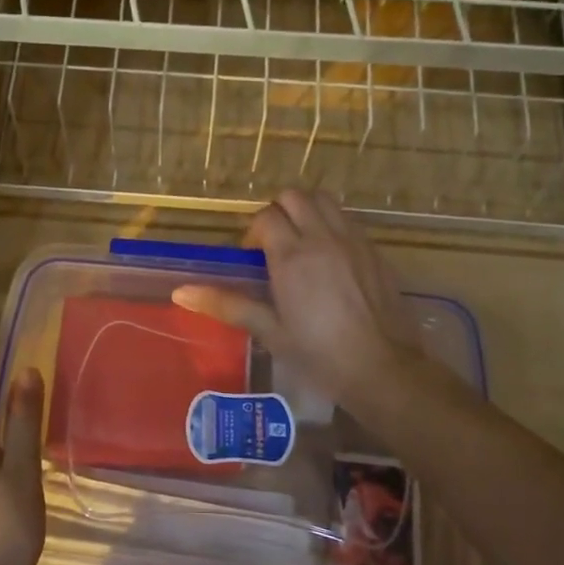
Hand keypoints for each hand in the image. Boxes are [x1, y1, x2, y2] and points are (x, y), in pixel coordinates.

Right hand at [172, 189, 419, 410]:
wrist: (383, 368)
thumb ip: (226, 305)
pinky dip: (333, 224)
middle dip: (279, 210)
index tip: (253, 256)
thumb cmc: (319, 354)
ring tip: (302, 242)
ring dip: (307, 210)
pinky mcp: (375, 250)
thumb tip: (181, 292)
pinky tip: (331, 257)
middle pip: (294, 196)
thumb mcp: (269, 331)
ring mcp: (353, 240)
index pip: (266, 216)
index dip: (254, 231)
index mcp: (291, 256)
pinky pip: (348, 220)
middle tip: (274, 242)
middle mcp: (322, 238)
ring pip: (324, 200)